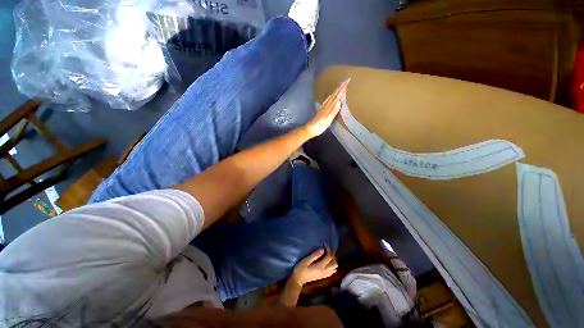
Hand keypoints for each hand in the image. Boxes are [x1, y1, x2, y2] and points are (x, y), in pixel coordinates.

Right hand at [290, 246, 337, 285]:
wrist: (297, 280)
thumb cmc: (300, 269)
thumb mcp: (306, 260)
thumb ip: (315, 255)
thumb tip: (322, 249)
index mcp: (320, 267)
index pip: (329, 257)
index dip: (328, 249)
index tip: (324, 244)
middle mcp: (324, 272)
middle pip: (334, 263)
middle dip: (332, 255)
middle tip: (327, 249)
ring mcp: (324, 275)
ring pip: (334, 268)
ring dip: (333, 260)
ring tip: (327, 254)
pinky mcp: (323, 276)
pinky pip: (332, 271)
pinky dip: (332, 265)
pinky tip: (327, 261)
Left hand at [304, 79, 349, 137]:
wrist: (311, 128)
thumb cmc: (320, 126)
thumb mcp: (328, 120)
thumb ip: (333, 111)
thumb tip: (339, 101)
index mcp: (328, 108)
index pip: (336, 97)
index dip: (341, 91)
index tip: (346, 84)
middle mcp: (326, 106)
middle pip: (333, 96)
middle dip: (339, 89)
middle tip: (344, 82)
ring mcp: (323, 107)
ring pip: (330, 97)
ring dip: (335, 92)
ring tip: (339, 87)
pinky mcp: (321, 110)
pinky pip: (327, 101)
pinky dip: (330, 97)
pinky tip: (330, 96)